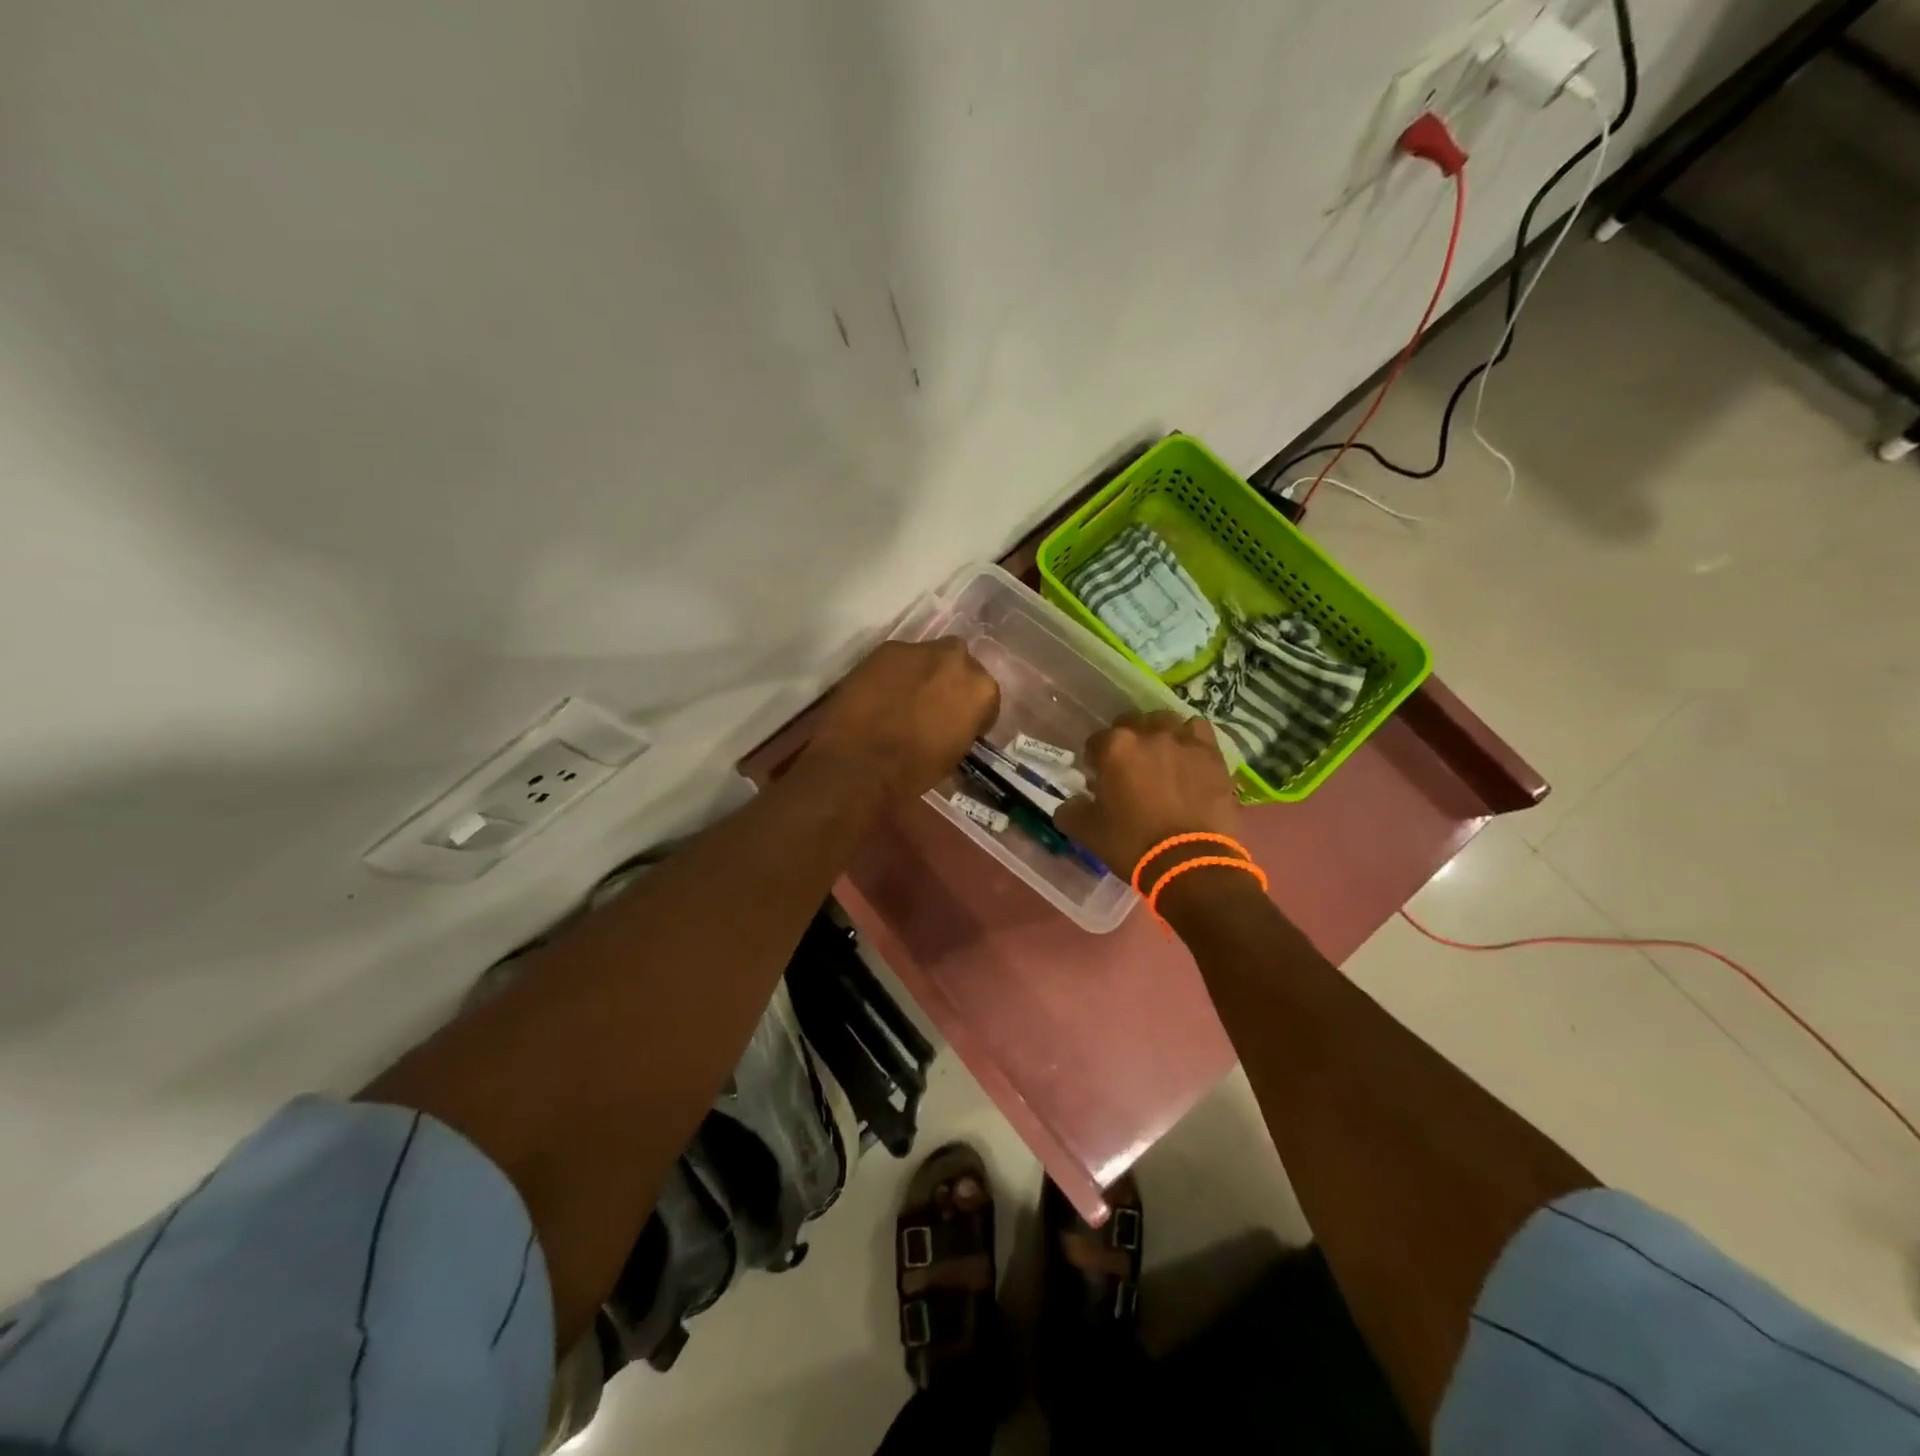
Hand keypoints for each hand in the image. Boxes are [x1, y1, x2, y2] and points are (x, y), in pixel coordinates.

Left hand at [808, 638, 1000, 800]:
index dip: (973, 712)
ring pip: (929, 657)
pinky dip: (894, 673)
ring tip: (904, 698)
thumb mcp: (954, 754)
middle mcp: (957, 659)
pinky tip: (881, 693)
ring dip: (923, 674)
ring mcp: (920, 649)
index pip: (986, 696)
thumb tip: (954, 723)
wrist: (860, 761)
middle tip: (934, 705)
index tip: (960, 725)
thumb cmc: (914, 769)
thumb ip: (963, 727)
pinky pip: (899, 659)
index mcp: (982, 689)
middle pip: (960, 665)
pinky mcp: (887, 648)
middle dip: (950, 682)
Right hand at [1055, 711, 1240, 876]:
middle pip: (1131, 723)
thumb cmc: (1132, 844)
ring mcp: (1184, 741)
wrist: (1190, 862)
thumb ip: (1071, 810)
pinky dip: (1190, 738)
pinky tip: (1187, 756)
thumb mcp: (1088, 832)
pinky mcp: (1212, 754)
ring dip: (1158, 733)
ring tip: (1159, 757)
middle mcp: (1149, 734)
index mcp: (1115, 747)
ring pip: (1166, 721)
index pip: (1096, 740)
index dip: (1095, 759)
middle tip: (1128, 767)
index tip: (1098, 778)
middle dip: (1126, 740)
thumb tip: (1070, 804)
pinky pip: (1198, 731)